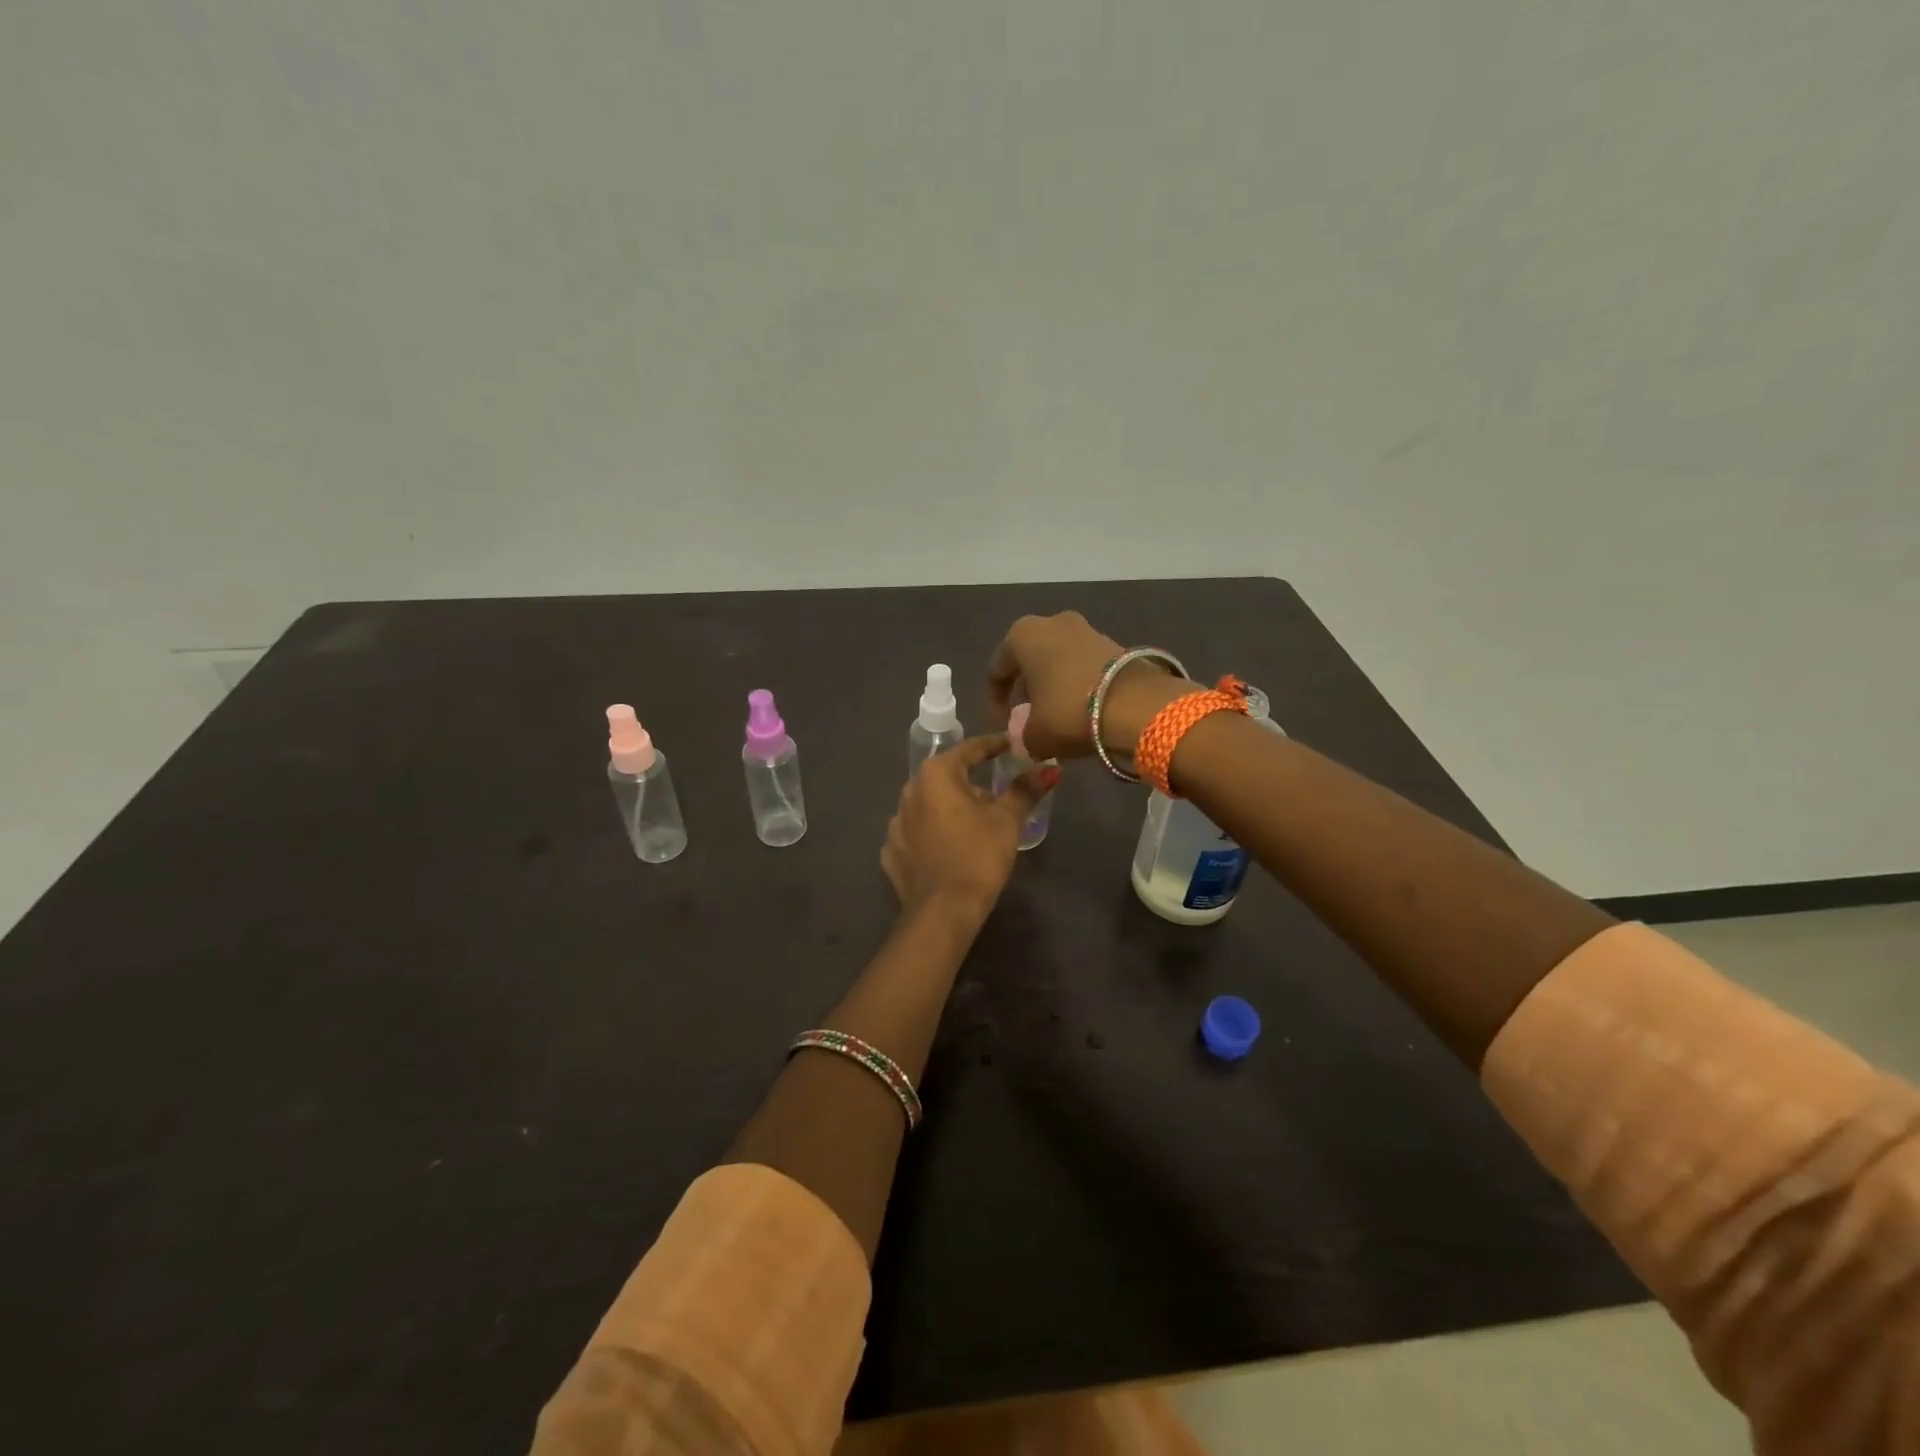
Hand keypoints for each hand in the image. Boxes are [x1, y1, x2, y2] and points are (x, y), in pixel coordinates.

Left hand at [882, 736, 1059, 921]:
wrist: (942, 912)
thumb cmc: (978, 856)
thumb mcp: (1007, 820)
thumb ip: (1025, 790)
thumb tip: (1049, 768)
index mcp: (936, 775)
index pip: (970, 749)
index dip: (993, 746)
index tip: (1011, 746)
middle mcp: (909, 791)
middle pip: (947, 777)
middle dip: (972, 782)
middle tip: (997, 794)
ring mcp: (895, 823)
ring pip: (929, 806)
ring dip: (950, 809)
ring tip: (974, 825)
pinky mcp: (891, 852)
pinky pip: (917, 834)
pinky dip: (934, 835)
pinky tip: (949, 849)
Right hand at [986, 611, 1189, 761]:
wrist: (1137, 705)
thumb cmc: (1069, 712)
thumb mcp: (1035, 735)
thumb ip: (1022, 736)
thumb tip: (1027, 739)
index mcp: (1023, 635)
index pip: (998, 669)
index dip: (996, 700)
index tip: (1002, 724)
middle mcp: (1053, 623)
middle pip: (1031, 660)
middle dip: (1027, 688)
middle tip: (1029, 717)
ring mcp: (1087, 629)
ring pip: (1059, 660)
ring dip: (1054, 685)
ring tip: (1057, 716)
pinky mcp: (1115, 643)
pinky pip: (1084, 665)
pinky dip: (1078, 684)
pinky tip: (1082, 709)